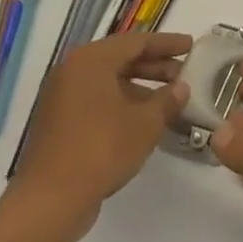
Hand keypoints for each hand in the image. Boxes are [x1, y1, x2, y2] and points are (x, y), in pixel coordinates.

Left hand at [6, 32, 191, 241]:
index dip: (167, 44)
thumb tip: (181, 89)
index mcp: (91, 61)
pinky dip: (123, 103)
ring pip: (109, 81)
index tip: (191, 46)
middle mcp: (72, 72)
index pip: (136, 42)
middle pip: (121, 59)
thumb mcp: (146, 123)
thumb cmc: (102, 148)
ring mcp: (62, 98)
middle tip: (184, 73)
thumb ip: (168, 100)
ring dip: (141, 86)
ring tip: (170, 98)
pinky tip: (145, 119)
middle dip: (155, 65)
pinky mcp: (60, 122)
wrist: (51, 200)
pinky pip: (98, 100)